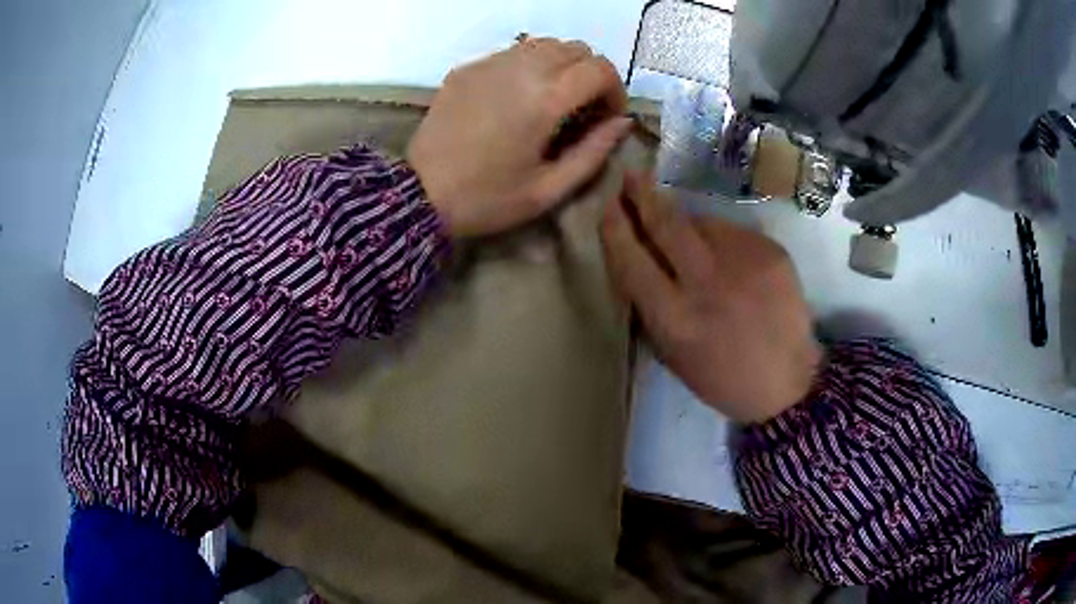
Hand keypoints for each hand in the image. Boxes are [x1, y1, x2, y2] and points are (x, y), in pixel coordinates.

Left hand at [408, 38, 631, 236]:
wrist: (419, 194)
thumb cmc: (487, 199)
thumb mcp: (549, 189)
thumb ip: (594, 152)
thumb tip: (622, 122)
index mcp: (544, 99)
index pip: (599, 68)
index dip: (615, 90)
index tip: (607, 116)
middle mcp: (520, 69)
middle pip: (576, 48)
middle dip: (591, 74)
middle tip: (583, 108)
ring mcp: (489, 63)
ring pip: (545, 44)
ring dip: (562, 65)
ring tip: (553, 99)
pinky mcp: (468, 68)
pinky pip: (513, 52)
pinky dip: (530, 65)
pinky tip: (518, 96)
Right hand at [600, 173, 821, 423]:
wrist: (789, 379)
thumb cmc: (723, 376)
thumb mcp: (673, 355)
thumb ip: (651, 306)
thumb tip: (636, 257)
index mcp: (675, 318)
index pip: (632, 260)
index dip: (616, 229)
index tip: (608, 206)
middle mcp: (706, 283)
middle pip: (666, 224)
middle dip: (643, 195)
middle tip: (631, 176)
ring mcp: (743, 262)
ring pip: (701, 221)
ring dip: (686, 222)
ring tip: (691, 239)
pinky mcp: (770, 252)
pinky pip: (732, 231)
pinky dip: (721, 238)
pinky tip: (730, 260)